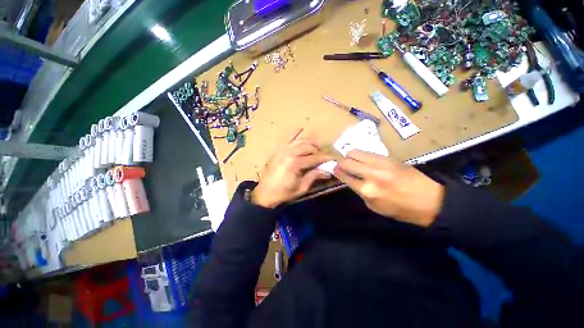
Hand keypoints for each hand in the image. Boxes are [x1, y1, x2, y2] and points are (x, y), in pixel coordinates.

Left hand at [252, 129, 330, 207]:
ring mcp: (282, 149)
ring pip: (299, 141)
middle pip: (308, 147)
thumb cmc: (284, 193)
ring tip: (315, 147)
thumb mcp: (301, 187)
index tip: (333, 158)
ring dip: (309, 142)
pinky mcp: (277, 150)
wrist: (265, 193)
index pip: (314, 158)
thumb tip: (327, 171)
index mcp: (295, 163)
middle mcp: (288, 153)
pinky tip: (301, 129)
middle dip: (318, 150)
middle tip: (323, 157)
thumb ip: (314, 176)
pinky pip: (287, 138)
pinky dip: (295, 133)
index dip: (325, 158)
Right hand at [333, 150, 443, 226]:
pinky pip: (367, 152)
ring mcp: (380, 163)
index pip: (344, 176)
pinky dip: (361, 155)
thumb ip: (360, 191)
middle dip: (340, 162)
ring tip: (352, 160)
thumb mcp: (375, 206)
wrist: (430, 200)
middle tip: (341, 165)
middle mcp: (370, 174)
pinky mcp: (388, 157)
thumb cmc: (401, 209)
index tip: (333, 169)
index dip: (336, 172)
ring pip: (355, 152)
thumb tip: (351, 180)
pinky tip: (363, 159)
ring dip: (349, 156)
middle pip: (346, 161)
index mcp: (367, 191)